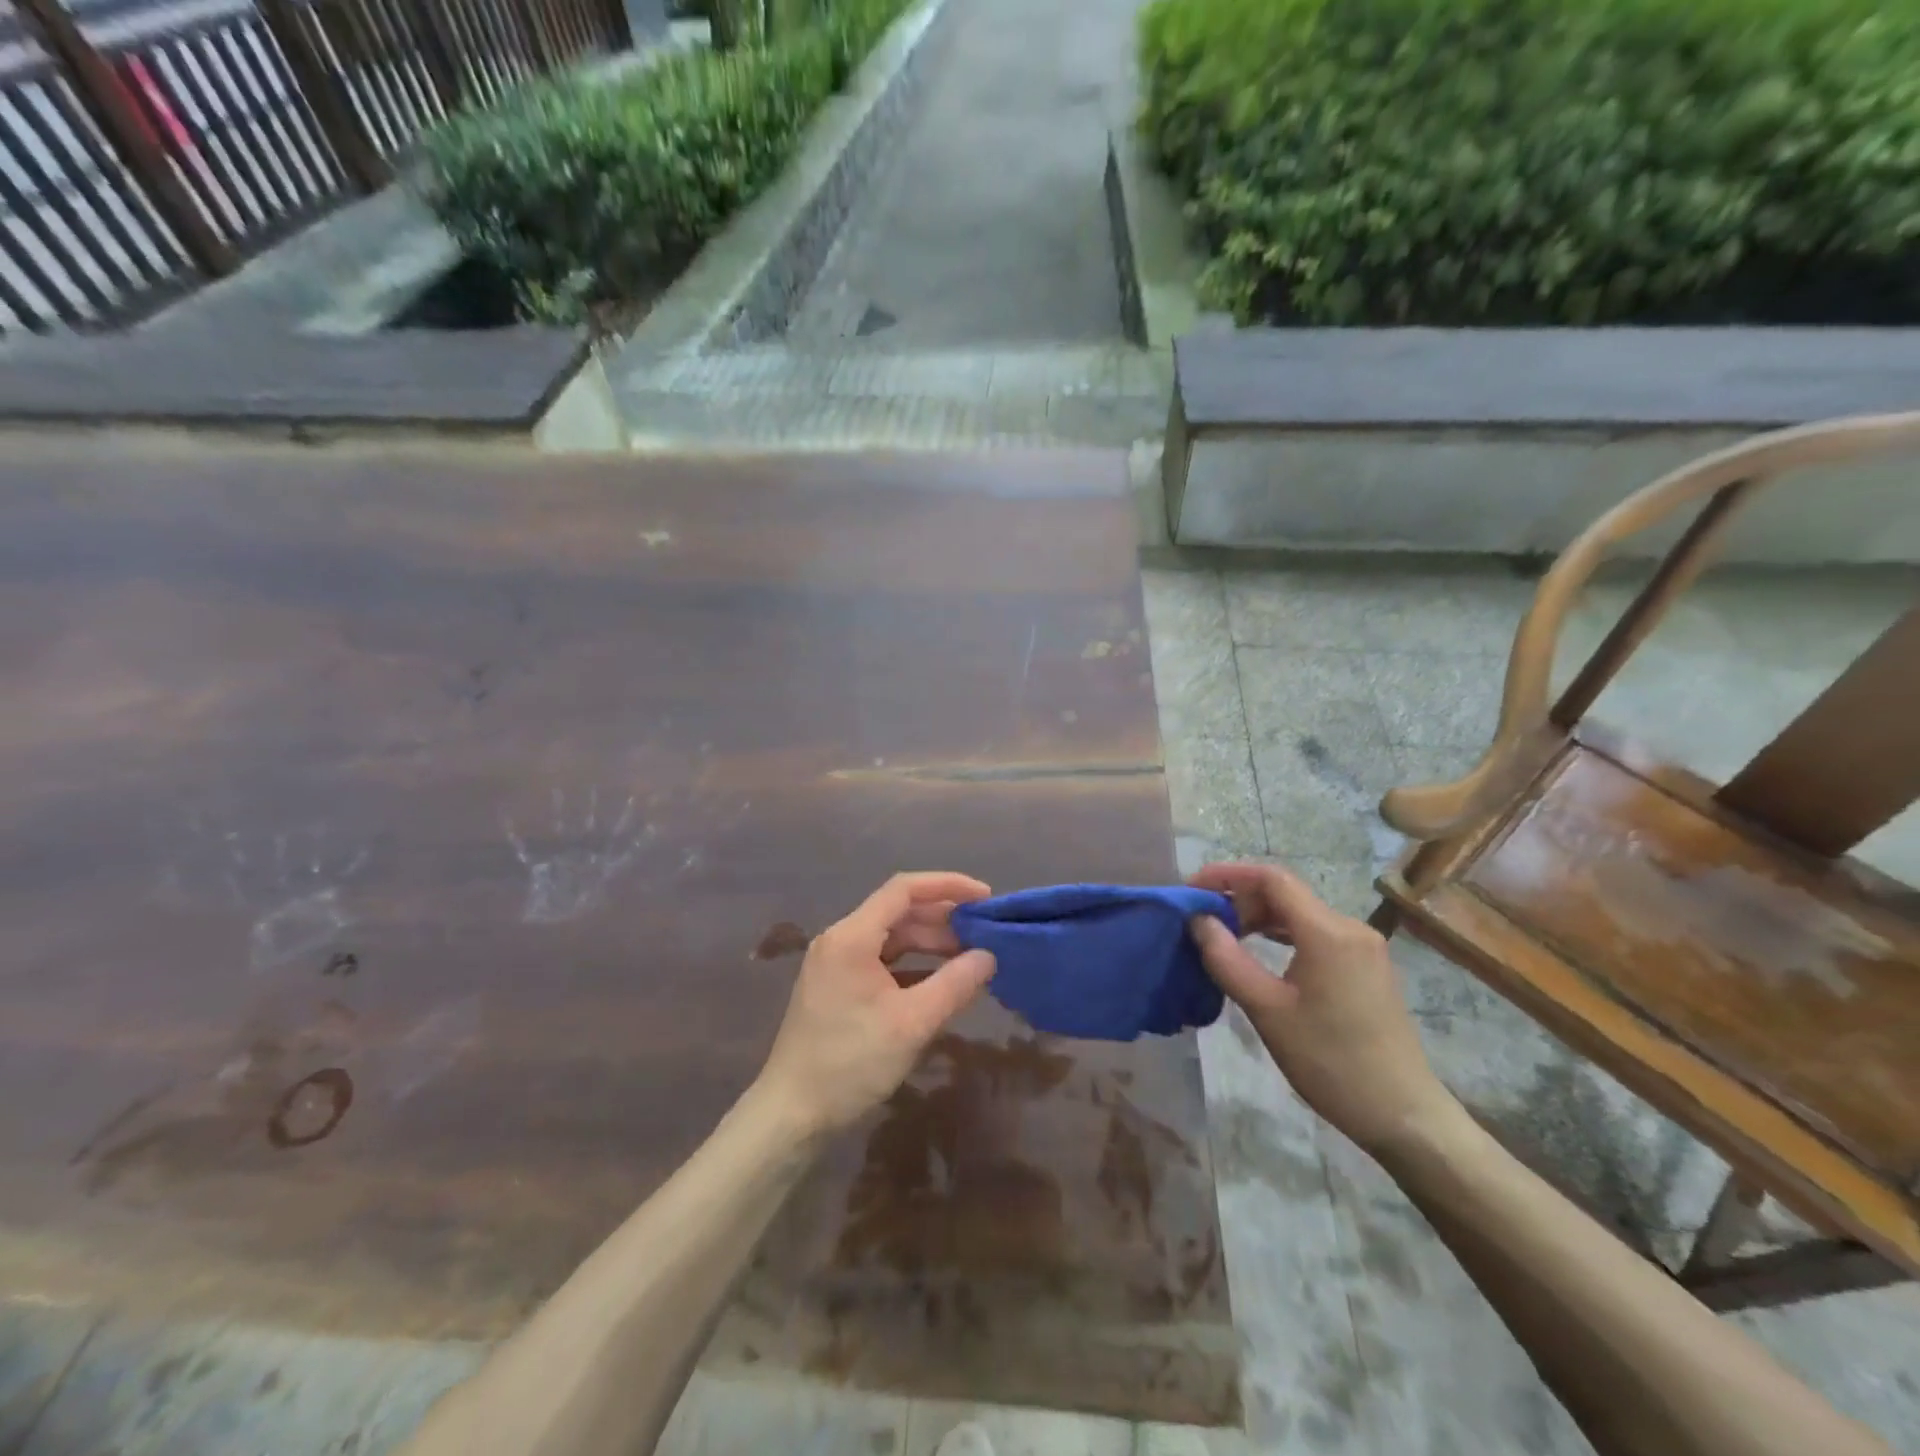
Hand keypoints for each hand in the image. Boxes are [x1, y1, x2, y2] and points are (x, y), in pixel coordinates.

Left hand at [753, 872, 996, 1137]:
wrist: (791, 1113)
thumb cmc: (851, 1062)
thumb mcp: (912, 1023)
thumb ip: (954, 984)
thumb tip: (989, 956)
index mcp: (852, 936)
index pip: (904, 889)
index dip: (948, 885)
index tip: (985, 896)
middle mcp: (841, 940)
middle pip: (899, 912)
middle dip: (943, 919)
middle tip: (985, 932)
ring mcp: (836, 964)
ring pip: (891, 938)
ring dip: (930, 943)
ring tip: (970, 956)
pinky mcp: (838, 987)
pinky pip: (882, 961)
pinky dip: (913, 965)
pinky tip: (940, 981)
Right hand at [1188, 862, 1459, 1155]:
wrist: (1402, 1114)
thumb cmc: (1330, 1061)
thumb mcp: (1267, 1010)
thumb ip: (1227, 959)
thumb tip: (1197, 920)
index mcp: (1328, 932)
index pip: (1270, 878)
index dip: (1226, 875)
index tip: (1191, 892)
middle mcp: (1349, 928)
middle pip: (1284, 893)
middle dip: (1239, 900)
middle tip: (1202, 925)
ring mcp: (1362, 947)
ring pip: (1298, 913)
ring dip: (1258, 918)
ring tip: (1223, 938)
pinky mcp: (1365, 967)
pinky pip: (1314, 933)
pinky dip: (1281, 935)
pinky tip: (1260, 953)